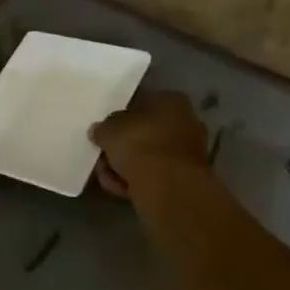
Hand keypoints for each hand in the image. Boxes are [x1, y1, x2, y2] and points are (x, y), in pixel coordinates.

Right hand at [89, 90, 208, 197]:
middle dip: (122, 148)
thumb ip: (103, 128)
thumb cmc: (140, 145)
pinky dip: (138, 182)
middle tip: (104, 158)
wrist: (168, 187)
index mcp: (172, 101)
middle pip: (144, 134)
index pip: (141, 104)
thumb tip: (100, 131)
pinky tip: (122, 189)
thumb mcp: (108, 129)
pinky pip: (155, 176)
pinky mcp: (186, 179)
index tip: (105, 133)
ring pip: (148, 157)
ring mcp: (188, 153)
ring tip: (109, 177)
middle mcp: (186, 123)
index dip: (120, 119)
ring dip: (126, 167)